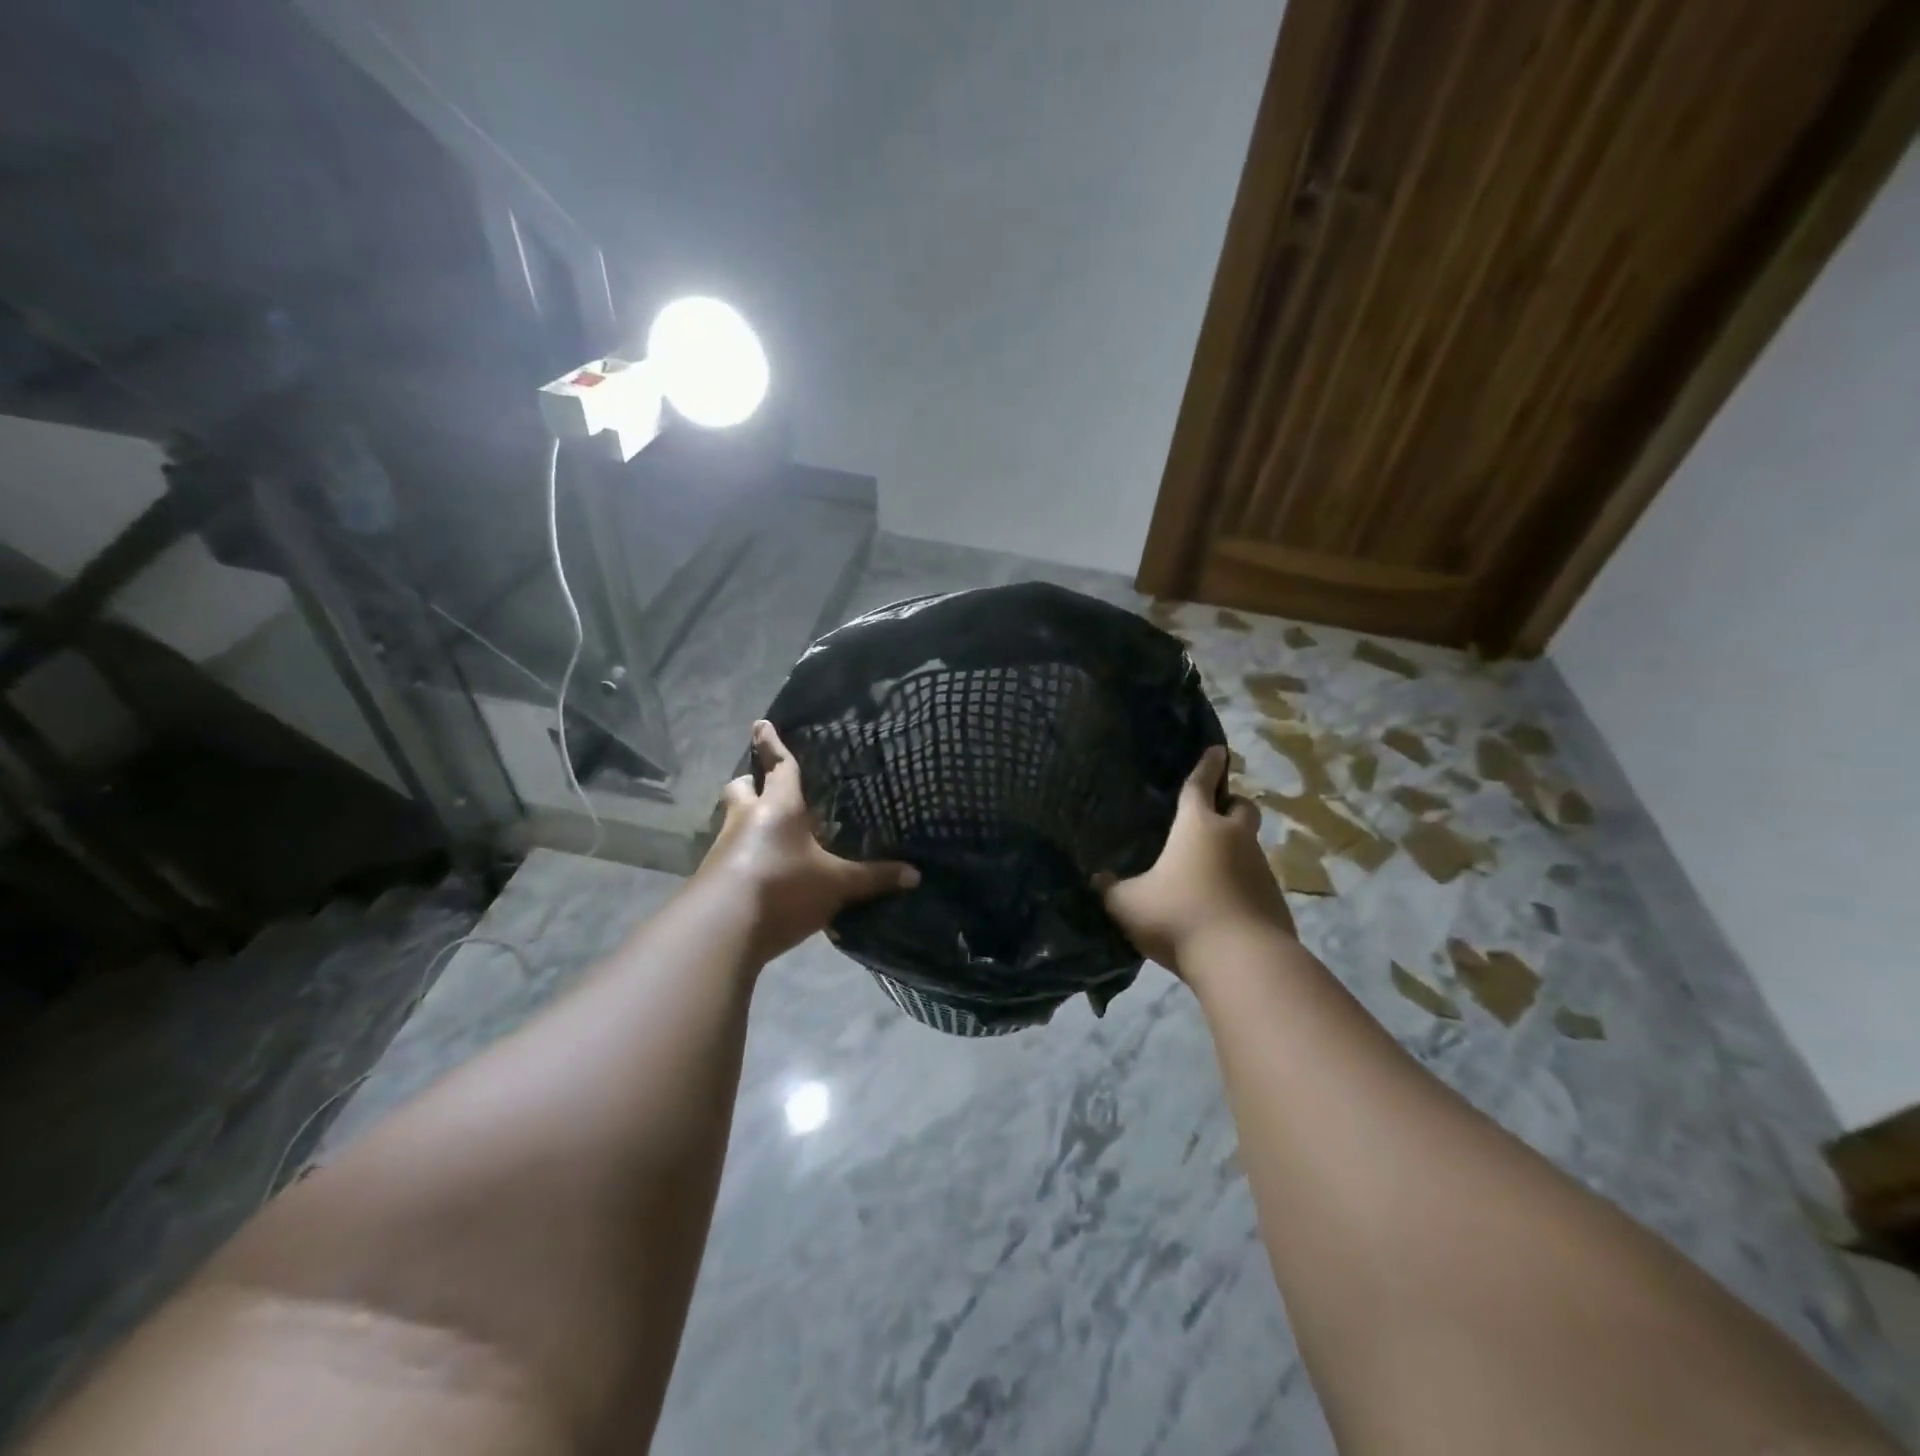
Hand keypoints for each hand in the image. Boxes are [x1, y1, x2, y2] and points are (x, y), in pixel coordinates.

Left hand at [700, 720, 919, 961]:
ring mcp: (723, 847)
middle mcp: (746, 819)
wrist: (722, 928)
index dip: (772, 744)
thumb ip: (873, 878)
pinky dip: (741, 856)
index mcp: (779, 807)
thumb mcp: (836, 884)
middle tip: (760, 786)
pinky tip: (758, 873)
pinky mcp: (711, 876)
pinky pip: (727, 854)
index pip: (779, 767)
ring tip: (765, 833)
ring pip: (730, 820)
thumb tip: (915, 875)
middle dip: (750, 783)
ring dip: (744, 820)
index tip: (760, 723)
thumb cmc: (784, 887)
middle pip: (740, 788)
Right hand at [1100, 745, 1294, 978]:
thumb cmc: (1179, 917)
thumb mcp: (1128, 905)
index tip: (1217, 749)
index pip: (1201, 786)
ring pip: (1249, 845)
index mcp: (1198, 827)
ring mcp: (1260, 869)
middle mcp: (1234, 839)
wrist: (1242, 961)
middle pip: (1242, 808)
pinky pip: (1256, 880)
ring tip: (1210, 869)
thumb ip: (1110, 889)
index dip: (1207, 766)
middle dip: (1231, 803)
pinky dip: (1242, 883)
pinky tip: (1223, 904)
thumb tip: (1098, 880)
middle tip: (1216, 812)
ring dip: (1235, 847)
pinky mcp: (1274, 900)